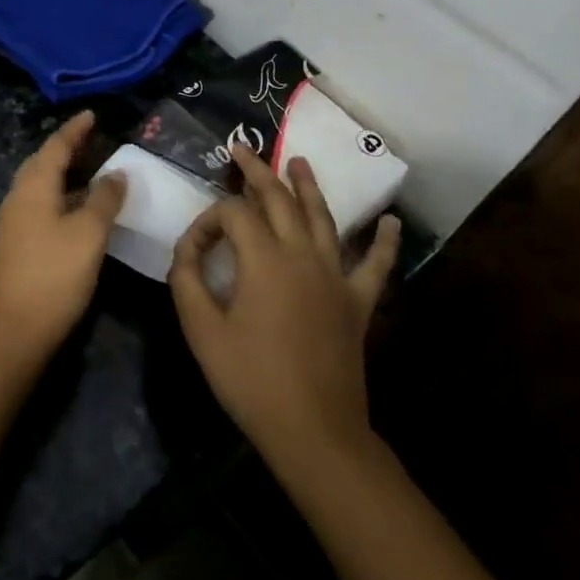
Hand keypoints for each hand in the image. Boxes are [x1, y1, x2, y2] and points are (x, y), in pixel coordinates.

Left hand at [0, 111, 127, 357]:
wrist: (15, 330)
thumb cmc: (55, 275)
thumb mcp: (89, 234)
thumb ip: (104, 199)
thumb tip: (116, 173)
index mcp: (32, 188)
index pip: (55, 147)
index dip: (74, 130)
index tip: (91, 115)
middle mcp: (17, 198)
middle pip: (41, 163)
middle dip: (65, 149)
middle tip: (91, 140)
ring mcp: (12, 223)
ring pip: (38, 186)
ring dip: (61, 174)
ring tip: (89, 171)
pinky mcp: (14, 244)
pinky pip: (38, 205)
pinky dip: (58, 197)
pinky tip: (75, 209)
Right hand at [168, 146, 399, 475]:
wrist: (314, 431)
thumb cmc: (251, 379)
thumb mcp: (201, 329)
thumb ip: (188, 279)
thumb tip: (188, 249)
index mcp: (264, 259)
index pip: (232, 214)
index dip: (207, 221)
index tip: (192, 249)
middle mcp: (302, 254)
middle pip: (279, 200)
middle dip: (257, 171)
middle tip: (242, 148)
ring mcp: (336, 276)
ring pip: (323, 218)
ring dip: (309, 187)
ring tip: (299, 161)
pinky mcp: (358, 302)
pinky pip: (375, 265)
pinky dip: (384, 241)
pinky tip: (392, 222)